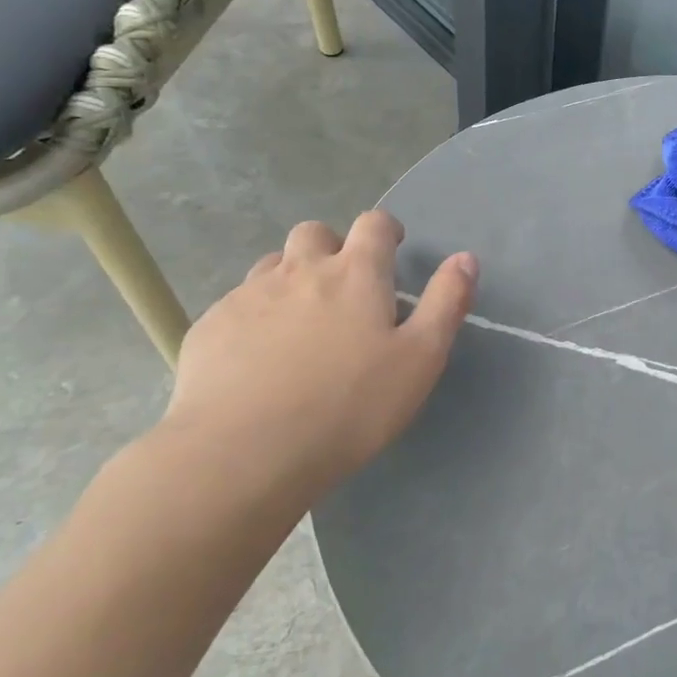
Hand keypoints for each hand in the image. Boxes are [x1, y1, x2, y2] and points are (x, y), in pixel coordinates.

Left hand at [160, 214, 476, 497]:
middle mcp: (300, 271)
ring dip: (291, 277)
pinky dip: (255, 314)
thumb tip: (465, 258)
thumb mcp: (420, 359)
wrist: (243, 452)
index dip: (385, 230)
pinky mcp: (210, 327)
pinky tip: (258, 356)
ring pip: (272, 265)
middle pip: (315, 233)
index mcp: (356, 274)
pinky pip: (237, 303)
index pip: (372, 224)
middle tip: (344, 287)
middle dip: (333, 246)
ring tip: (301, 321)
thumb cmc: (349, 406)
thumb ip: (446, 303)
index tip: (392, 249)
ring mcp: (248, 296)